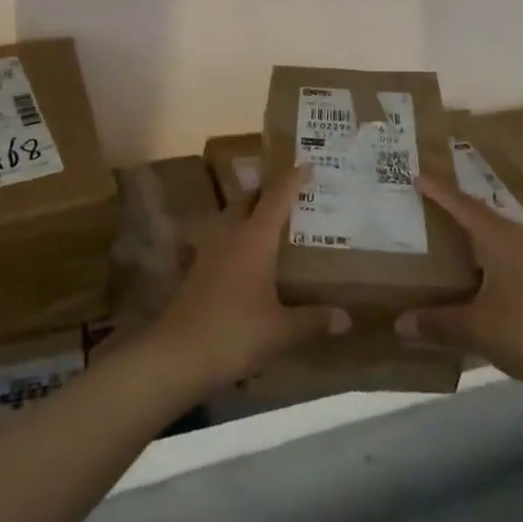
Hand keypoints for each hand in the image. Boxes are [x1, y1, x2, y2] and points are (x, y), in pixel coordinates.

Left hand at [149, 165, 349, 390]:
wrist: (176, 356)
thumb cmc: (234, 333)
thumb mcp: (281, 331)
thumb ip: (314, 320)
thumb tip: (347, 319)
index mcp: (254, 238)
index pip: (277, 197)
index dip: (292, 180)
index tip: (307, 165)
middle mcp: (230, 235)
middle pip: (248, 201)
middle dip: (268, 193)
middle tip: (291, 195)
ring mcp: (208, 252)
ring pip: (230, 220)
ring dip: (248, 215)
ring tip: (270, 224)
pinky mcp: (195, 271)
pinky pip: (220, 243)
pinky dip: (235, 241)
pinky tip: (244, 260)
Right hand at [398, 173, 522, 401]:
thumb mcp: (476, 329)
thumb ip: (437, 322)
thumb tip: (400, 323)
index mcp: (501, 240)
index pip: (464, 207)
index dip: (440, 192)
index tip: (418, 177)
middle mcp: (522, 239)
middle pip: (484, 215)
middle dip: (458, 208)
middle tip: (432, 204)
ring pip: (503, 233)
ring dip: (479, 230)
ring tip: (456, 233)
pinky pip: (515, 251)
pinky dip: (494, 251)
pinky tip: (487, 269)